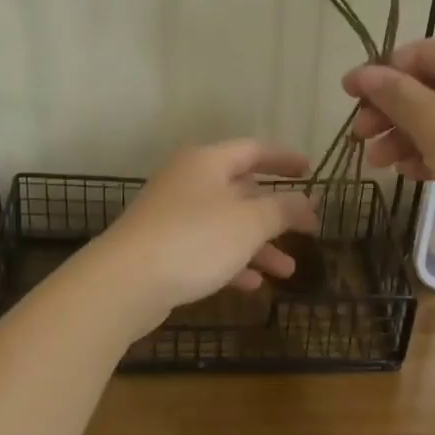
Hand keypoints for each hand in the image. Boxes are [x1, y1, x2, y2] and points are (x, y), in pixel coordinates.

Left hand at [91, 139, 319, 318]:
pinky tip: (252, 285)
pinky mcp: (162, 247)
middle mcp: (188, 181)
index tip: (310, 171)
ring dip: (259, 245)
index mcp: (207, 162)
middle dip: (276, 213)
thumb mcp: (249, 223)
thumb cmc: (194, 239)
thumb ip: (283, 209)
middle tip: (307, 229)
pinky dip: (231, 262)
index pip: (254, 150)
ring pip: (226, 224)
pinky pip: (206, 248)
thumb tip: (306, 201)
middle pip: (241, 190)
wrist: (124, 282)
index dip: (285, 159)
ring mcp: (172, 215)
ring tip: (287, 272)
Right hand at [343, 39, 434, 241]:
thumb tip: (362, 73)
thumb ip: (394, 94)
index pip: (417, 54)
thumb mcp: (433, 122)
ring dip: (406, 136)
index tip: (347, 98)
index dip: (378, 74)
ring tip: (380, 164)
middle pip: (429, 86)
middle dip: (390, 112)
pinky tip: (412, 173)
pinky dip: (434, 152)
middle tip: (360, 139)